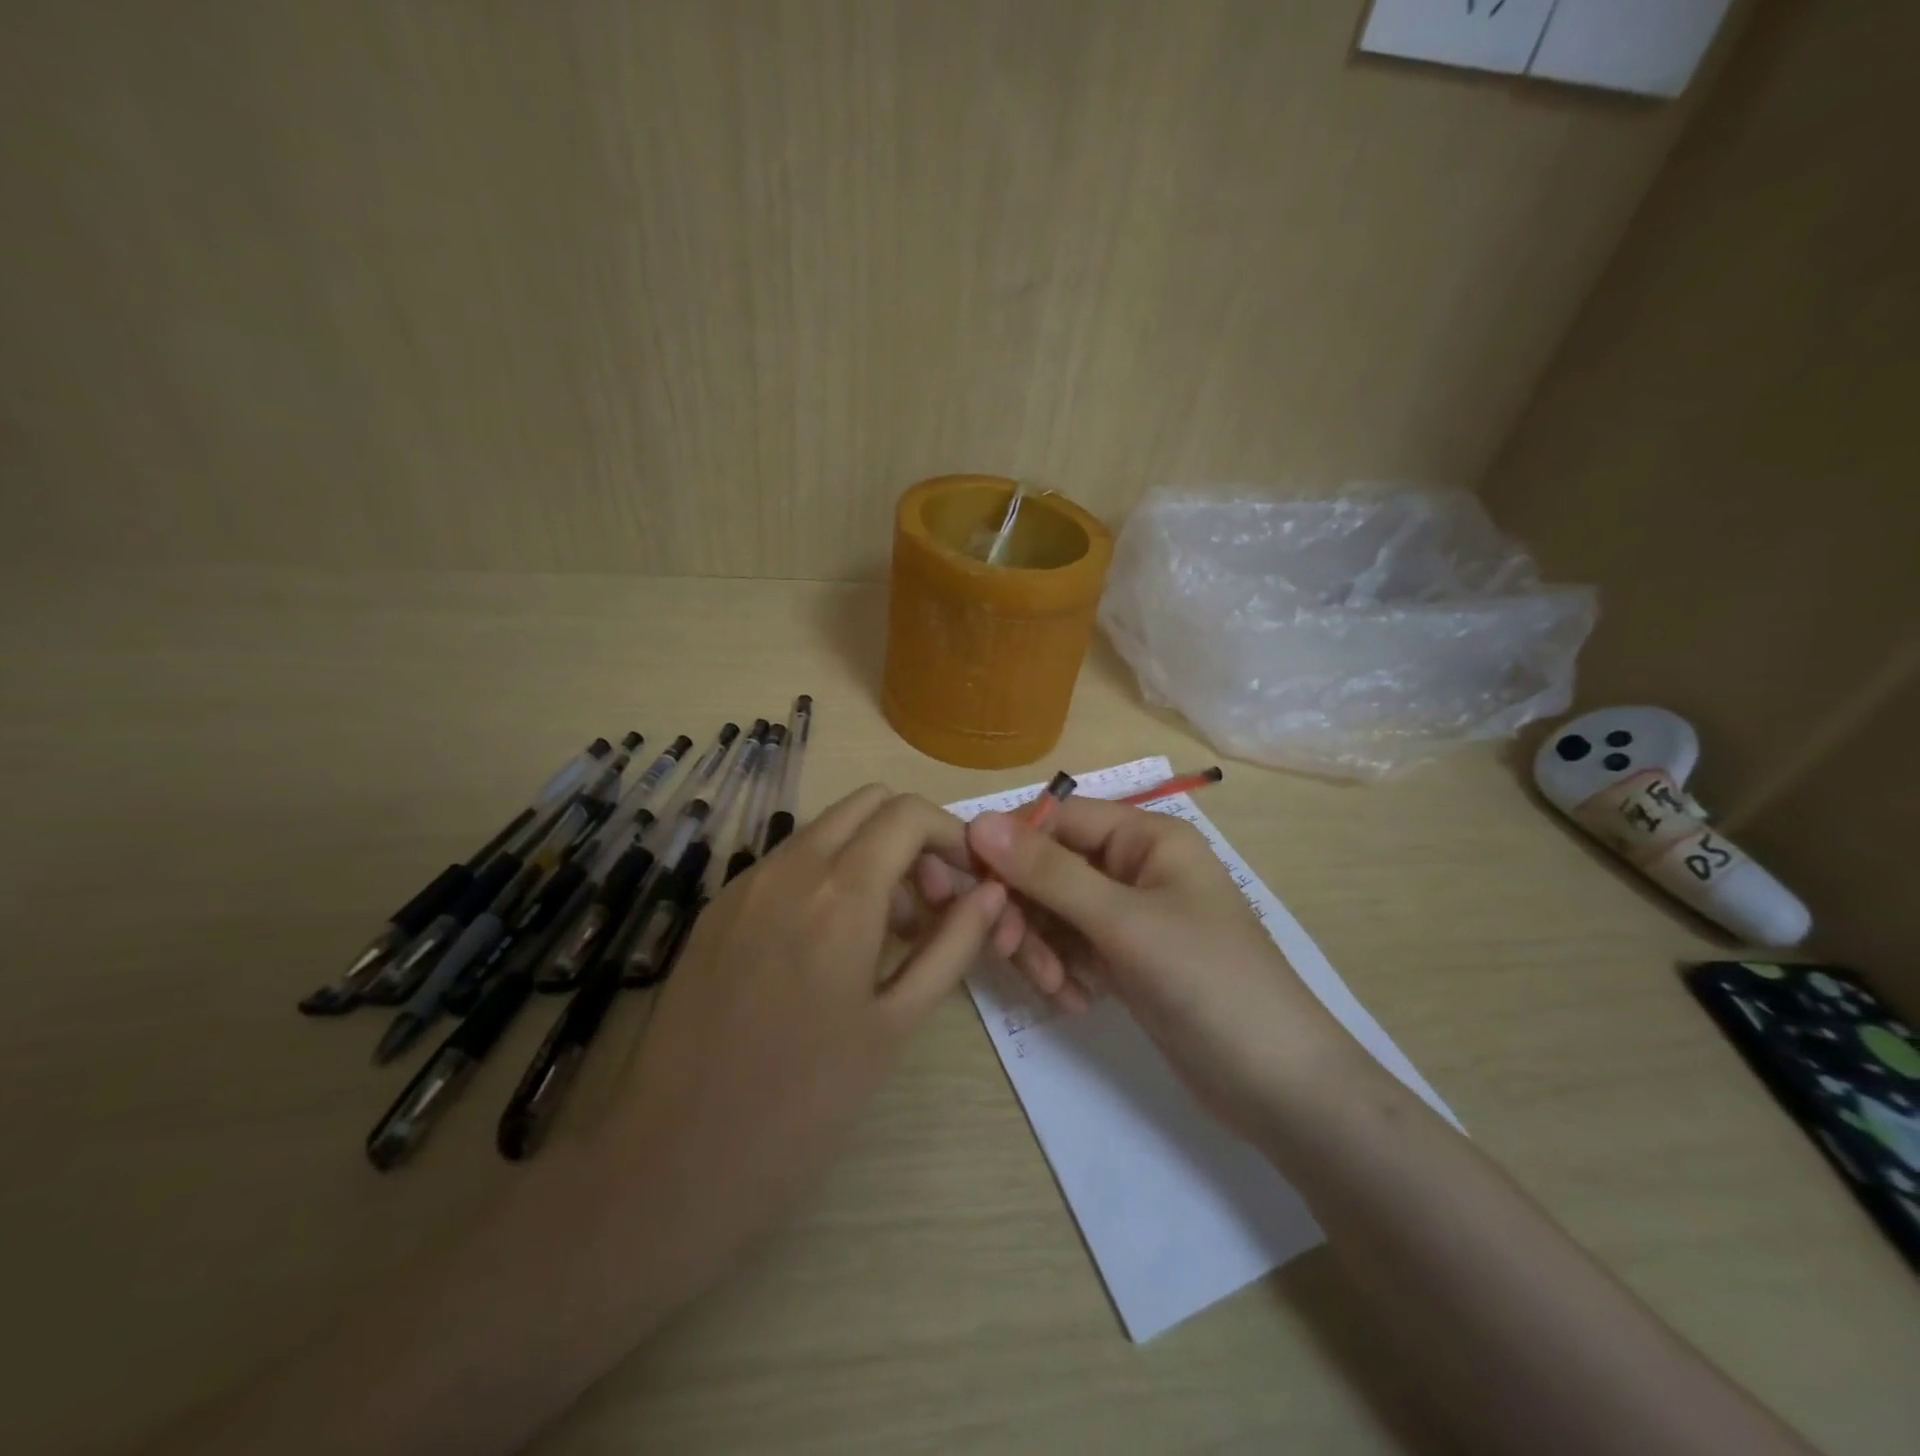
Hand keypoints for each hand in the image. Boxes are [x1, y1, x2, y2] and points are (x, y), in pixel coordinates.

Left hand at [596, 784, 1009, 1308]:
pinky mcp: (715, 909)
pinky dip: (827, 876)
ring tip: (889, 933)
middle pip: (866, 803)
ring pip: (825, 830)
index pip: (908, 814)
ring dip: (870, 855)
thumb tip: (991, 893)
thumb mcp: (895, 1025)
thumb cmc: (802, 1107)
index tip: (969, 882)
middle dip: (912, 837)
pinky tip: (831, 946)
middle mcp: (787, 868)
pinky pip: (787, 864)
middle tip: (930, 905)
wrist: (671, 1164)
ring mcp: (743, 884)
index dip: (951, 836)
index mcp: (838, 894)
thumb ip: (952, 946)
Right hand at [963, 799, 1351, 1139]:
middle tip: (1010, 952)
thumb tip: (978, 822)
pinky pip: (1071, 951)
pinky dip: (1064, 974)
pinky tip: (1078, 1005)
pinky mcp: (1126, 961)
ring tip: (1057, 991)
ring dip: (1043, 950)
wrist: (1279, 1087)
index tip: (973, 886)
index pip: (1058, 819)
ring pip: (1054, 915)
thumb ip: (1049, 872)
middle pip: (1049, 870)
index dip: (1010, 847)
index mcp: (1145, 837)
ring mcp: (1129, 918)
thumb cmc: (1209, 982)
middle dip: (1026, 912)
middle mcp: (1134, 868)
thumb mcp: (1124, 922)